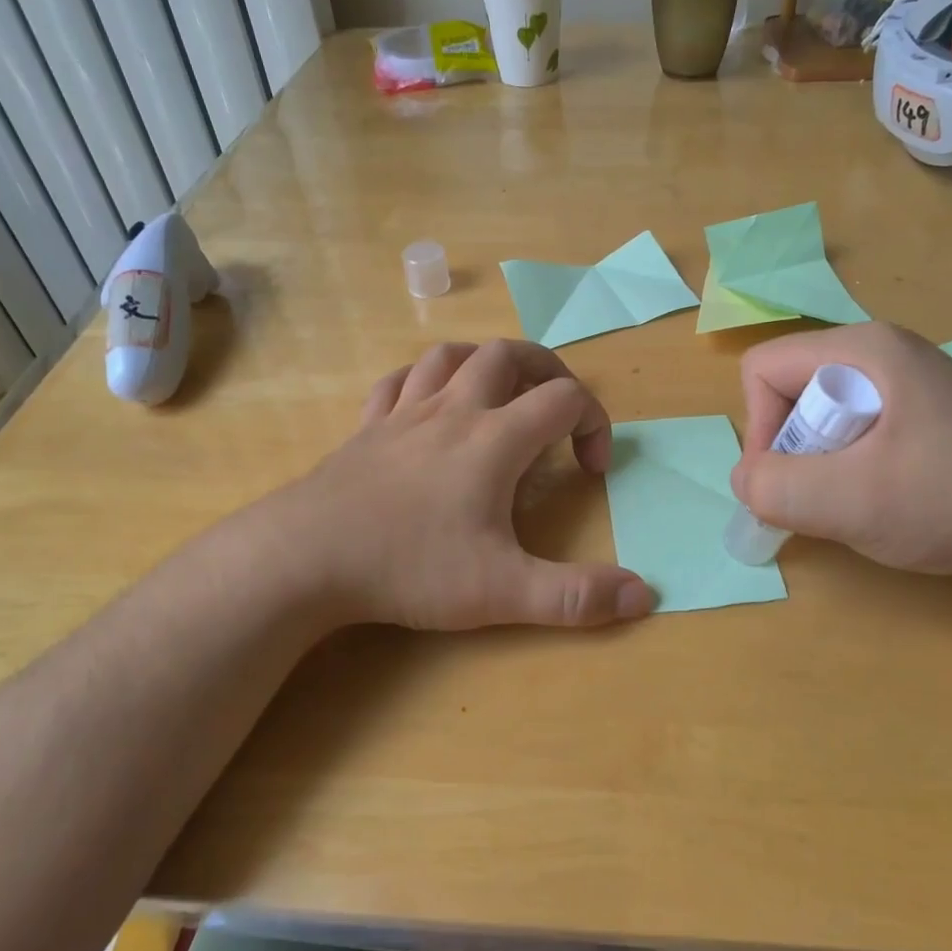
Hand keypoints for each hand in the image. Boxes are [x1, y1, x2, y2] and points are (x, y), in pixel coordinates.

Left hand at [267, 340, 654, 630]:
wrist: (305, 558)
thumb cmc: (410, 567)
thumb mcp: (502, 592)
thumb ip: (576, 596)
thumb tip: (646, 594)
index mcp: (494, 439)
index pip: (564, 399)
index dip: (594, 424)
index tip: (592, 470)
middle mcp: (453, 411)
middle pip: (509, 354)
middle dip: (546, 369)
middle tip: (558, 407)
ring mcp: (403, 414)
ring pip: (450, 355)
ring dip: (485, 363)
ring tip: (499, 393)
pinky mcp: (366, 428)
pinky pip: (397, 382)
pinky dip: (422, 380)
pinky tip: (425, 404)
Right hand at [731, 322, 951, 579]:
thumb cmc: (951, 498)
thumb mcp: (848, 499)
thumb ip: (775, 488)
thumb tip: (748, 482)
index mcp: (861, 348)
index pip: (763, 369)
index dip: (760, 427)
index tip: (789, 481)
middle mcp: (883, 352)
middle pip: (793, 391)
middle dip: (795, 450)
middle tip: (830, 495)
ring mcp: (911, 382)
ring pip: (825, 416)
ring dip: (824, 464)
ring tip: (862, 501)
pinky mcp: (929, 414)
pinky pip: (859, 431)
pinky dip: (854, 468)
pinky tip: (890, 498)